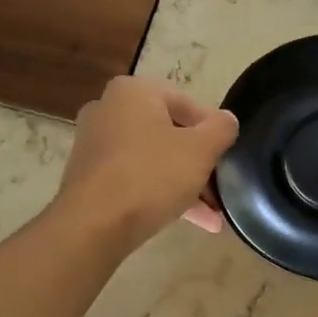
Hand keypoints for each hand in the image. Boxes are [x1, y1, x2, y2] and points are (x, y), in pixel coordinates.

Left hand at [58, 77, 238, 247]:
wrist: (94, 225)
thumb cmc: (151, 175)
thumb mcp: (201, 150)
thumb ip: (221, 129)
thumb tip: (227, 120)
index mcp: (134, 92)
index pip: (187, 105)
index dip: (213, 132)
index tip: (227, 158)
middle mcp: (108, 110)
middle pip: (170, 134)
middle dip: (199, 165)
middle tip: (221, 190)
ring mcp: (95, 145)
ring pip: (154, 160)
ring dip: (185, 185)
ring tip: (212, 217)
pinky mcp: (90, 177)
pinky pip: (135, 179)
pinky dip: (160, 194)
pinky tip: (190, 221)